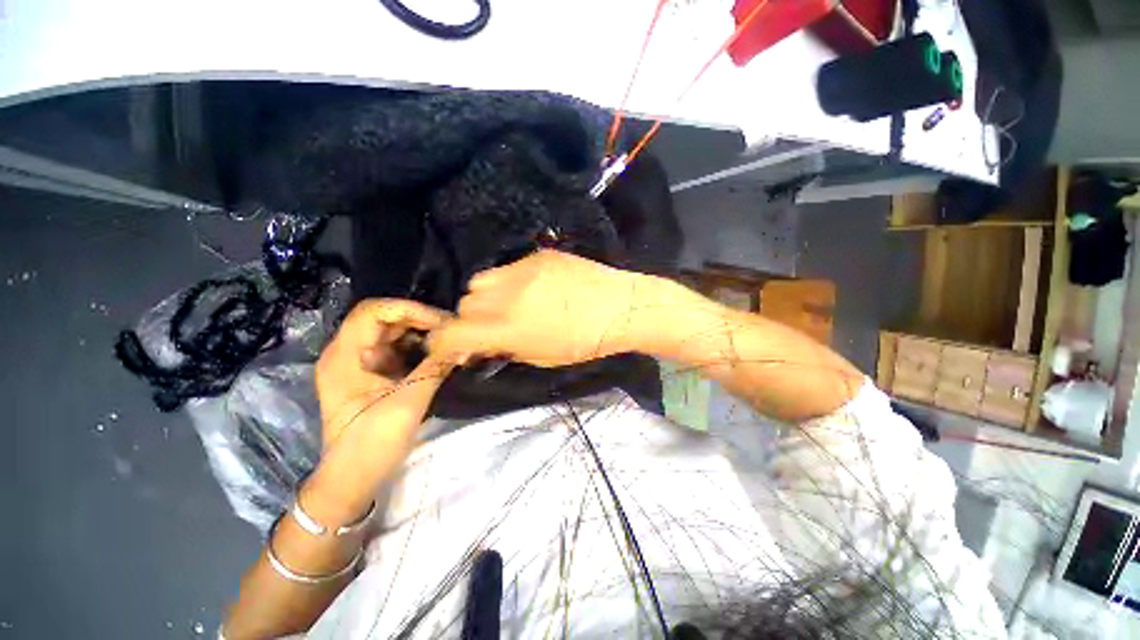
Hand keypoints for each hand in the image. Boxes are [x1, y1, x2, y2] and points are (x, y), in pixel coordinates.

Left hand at [316, 299, 452, 447]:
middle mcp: (346, 354)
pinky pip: (393, 351)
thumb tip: (464, 345)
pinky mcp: (368, 377)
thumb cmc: (373, 442)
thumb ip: (436, 367)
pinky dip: (415, 348)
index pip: (374, 311)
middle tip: (450, 330)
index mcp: (345, 356)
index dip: (409, 309)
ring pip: (390, 335)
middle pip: (383, 320)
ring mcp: (356, 365)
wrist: (352, 480)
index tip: (441, 322)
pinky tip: (435, 354)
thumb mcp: (409, 402)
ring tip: (447, 340)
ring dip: (419, 334)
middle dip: (419, 320)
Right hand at [429, 250, 673, 367]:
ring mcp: (521, 269)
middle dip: (471, 319)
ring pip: (480, 281)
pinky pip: (507, 268)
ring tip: (509, 304)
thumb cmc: (584, 342)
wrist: (619, 307)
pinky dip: (509, 281)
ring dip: (486, 297)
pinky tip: (532, 288)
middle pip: (463, 304)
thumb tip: (483, 343)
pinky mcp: (537, 255)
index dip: (442, 343)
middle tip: (492, 326)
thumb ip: (505, 348)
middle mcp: (506, 295)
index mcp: (507, 328)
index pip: (450, 333)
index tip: (449, 347)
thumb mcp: (541, 358)